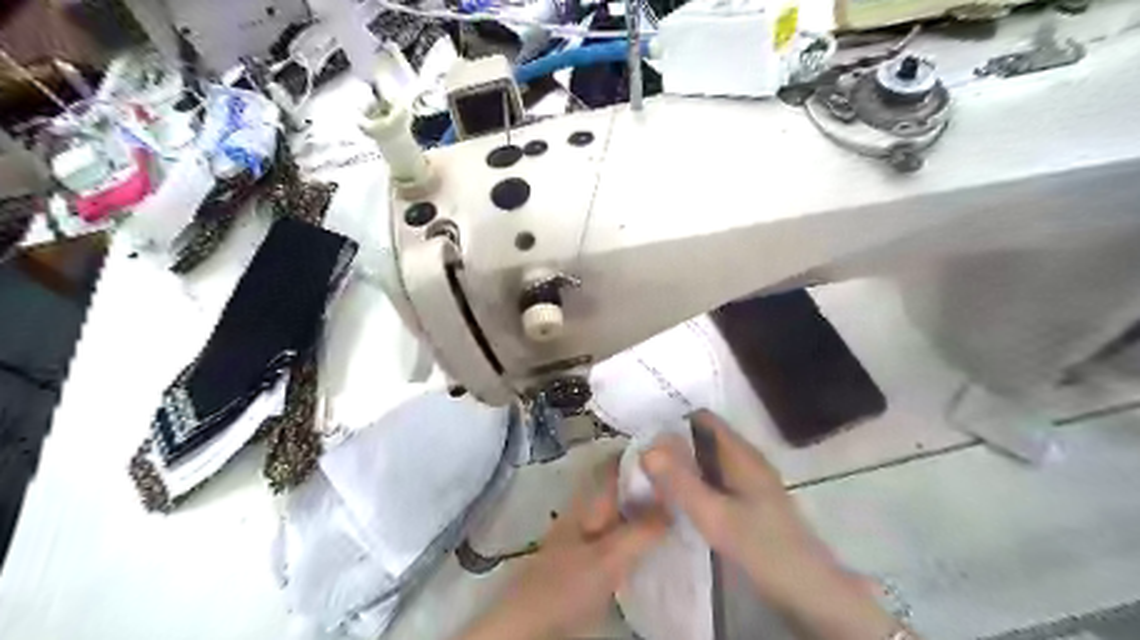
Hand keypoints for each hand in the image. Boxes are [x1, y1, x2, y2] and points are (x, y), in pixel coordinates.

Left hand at [457, 458, 668, 638]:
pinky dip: (638, 531)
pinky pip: (619, 533)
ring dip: (645, 507)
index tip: (672, 450)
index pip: (615, 465)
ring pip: (621, 510)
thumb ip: (641, 530)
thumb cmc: (567, 584)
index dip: (640, 454)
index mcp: (588, 502)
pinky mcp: (590, 557)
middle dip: (648, 482)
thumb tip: (674, 503)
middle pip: (621, 487)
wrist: (532, 623)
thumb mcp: (609, 557)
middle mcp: (587, 511)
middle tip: (684, 482)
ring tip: (679, 507)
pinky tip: (656, 540)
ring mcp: (587, 534)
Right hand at [640, 411, 898, 639]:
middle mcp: (746, 459)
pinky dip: (696, 482)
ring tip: (652, 480)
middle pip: (703, 438)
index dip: (673, 422)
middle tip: (642, 463)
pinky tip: (680, 500)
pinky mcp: (751, 501)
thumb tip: (647, 448)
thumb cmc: (762, 548)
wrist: (809, 590)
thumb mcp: (715, 515)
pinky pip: (715, 479)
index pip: (702, 419)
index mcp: (741, 454)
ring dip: (683, 465)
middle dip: (673, 446)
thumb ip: (680, 482)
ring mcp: (750, 480)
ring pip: (708, 460)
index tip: (644, 439)